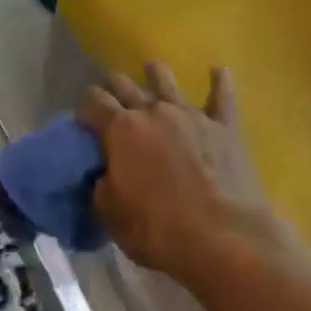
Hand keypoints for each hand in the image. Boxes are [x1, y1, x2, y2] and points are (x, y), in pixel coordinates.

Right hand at [77, 62, 286, 281]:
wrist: (225, 240)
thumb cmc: (160, 230)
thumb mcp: (111, 214)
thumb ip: (100, 186)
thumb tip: (102, 174)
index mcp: (120, 128)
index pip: (92, 101)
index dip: (85, 108)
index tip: (84, 122)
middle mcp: (152, 111)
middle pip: (124, 83)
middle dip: (113, 88)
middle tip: (113, 101)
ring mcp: (190, 115)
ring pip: (166, 79)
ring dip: (156, 74)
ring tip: (152, 71)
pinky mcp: (224, 128)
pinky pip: (222, 97)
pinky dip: (219, 82)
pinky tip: (219, 70)